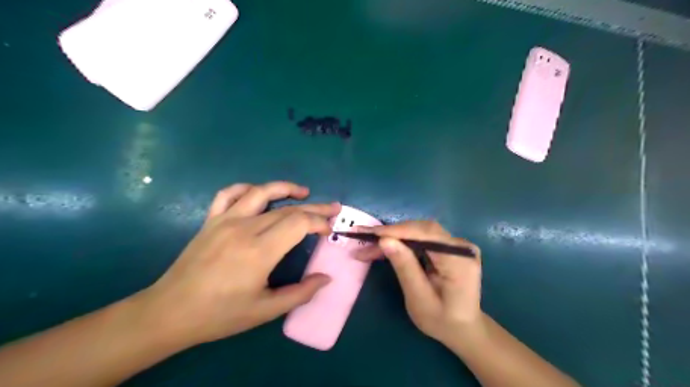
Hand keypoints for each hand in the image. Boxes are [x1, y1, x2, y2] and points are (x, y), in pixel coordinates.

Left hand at [144, 183, 340, 346]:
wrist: (170, 312)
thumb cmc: (220, 314)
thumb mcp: (265, 310)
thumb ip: (300, 293)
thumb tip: (326, 278)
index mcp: (260, 251)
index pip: (299, 223)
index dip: (318, 222)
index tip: (328, 230)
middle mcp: (245, 228)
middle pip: (287, 209)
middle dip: (314, 208)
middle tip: (332, 208)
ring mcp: (225, 220)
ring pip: (261, 192)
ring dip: (286, 188)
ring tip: (304, 192)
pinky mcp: (211, 220)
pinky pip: (229, 194)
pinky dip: (247, 188)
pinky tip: (259, 192)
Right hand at [358, 223, 479, 342]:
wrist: (462, 328)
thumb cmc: (441, 320)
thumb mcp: (419, 299)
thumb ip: (404, 267)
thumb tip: (385, 240)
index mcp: (459, 260)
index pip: (426, 234)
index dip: (396, 231)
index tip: (370, 233)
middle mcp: (460, 246)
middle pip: (421, 230)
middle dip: (390, 233)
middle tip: (362, 238)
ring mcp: (455, 245)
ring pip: (418, 232)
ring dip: (392, 237)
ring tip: (368, 245)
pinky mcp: (447, 246)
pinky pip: (421, 238)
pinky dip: (401, 242)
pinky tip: (384, 246)